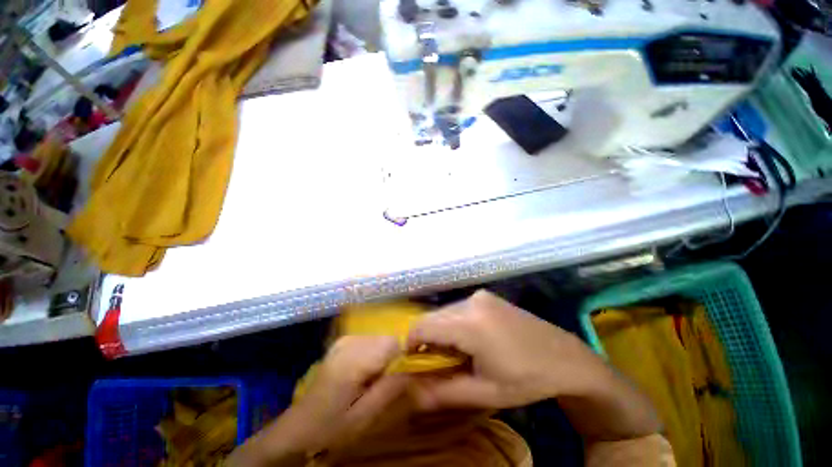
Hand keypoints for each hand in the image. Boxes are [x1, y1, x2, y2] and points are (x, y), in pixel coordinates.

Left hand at [227, 336, 407, 466]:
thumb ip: (391, 389)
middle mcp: (350, 341)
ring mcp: (344, 340)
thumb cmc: (331, 427)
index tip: (401, 376)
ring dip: (383, 356)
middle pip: (387, 338)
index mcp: (354, 359)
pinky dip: (373, 354)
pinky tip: (362, 372)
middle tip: (384, 382)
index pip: (393, 342)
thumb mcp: (365, 416)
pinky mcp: (342, 342)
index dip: (403, 357)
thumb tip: (413, 369)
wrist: (298, 429)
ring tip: (372, 379)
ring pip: (379, 339)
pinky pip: (369, 341)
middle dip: (392, 357)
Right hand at [408, 291, 658, 440]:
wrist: (566, 358)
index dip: (411, 343)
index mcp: (470, 324)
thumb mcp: (485, 392)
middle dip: (427, 339)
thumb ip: (443, 391)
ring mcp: (480, 296)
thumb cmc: (527, 380)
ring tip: (456, 353)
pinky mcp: (486, 296)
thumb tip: (411, 391)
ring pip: (444, 312)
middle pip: (433, 317)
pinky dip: (454, 324)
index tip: (412, 361)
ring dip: (441, 331)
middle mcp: (471, 302)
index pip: (423, 326)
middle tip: (438, 363)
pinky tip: (469, 339)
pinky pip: (458, 308)